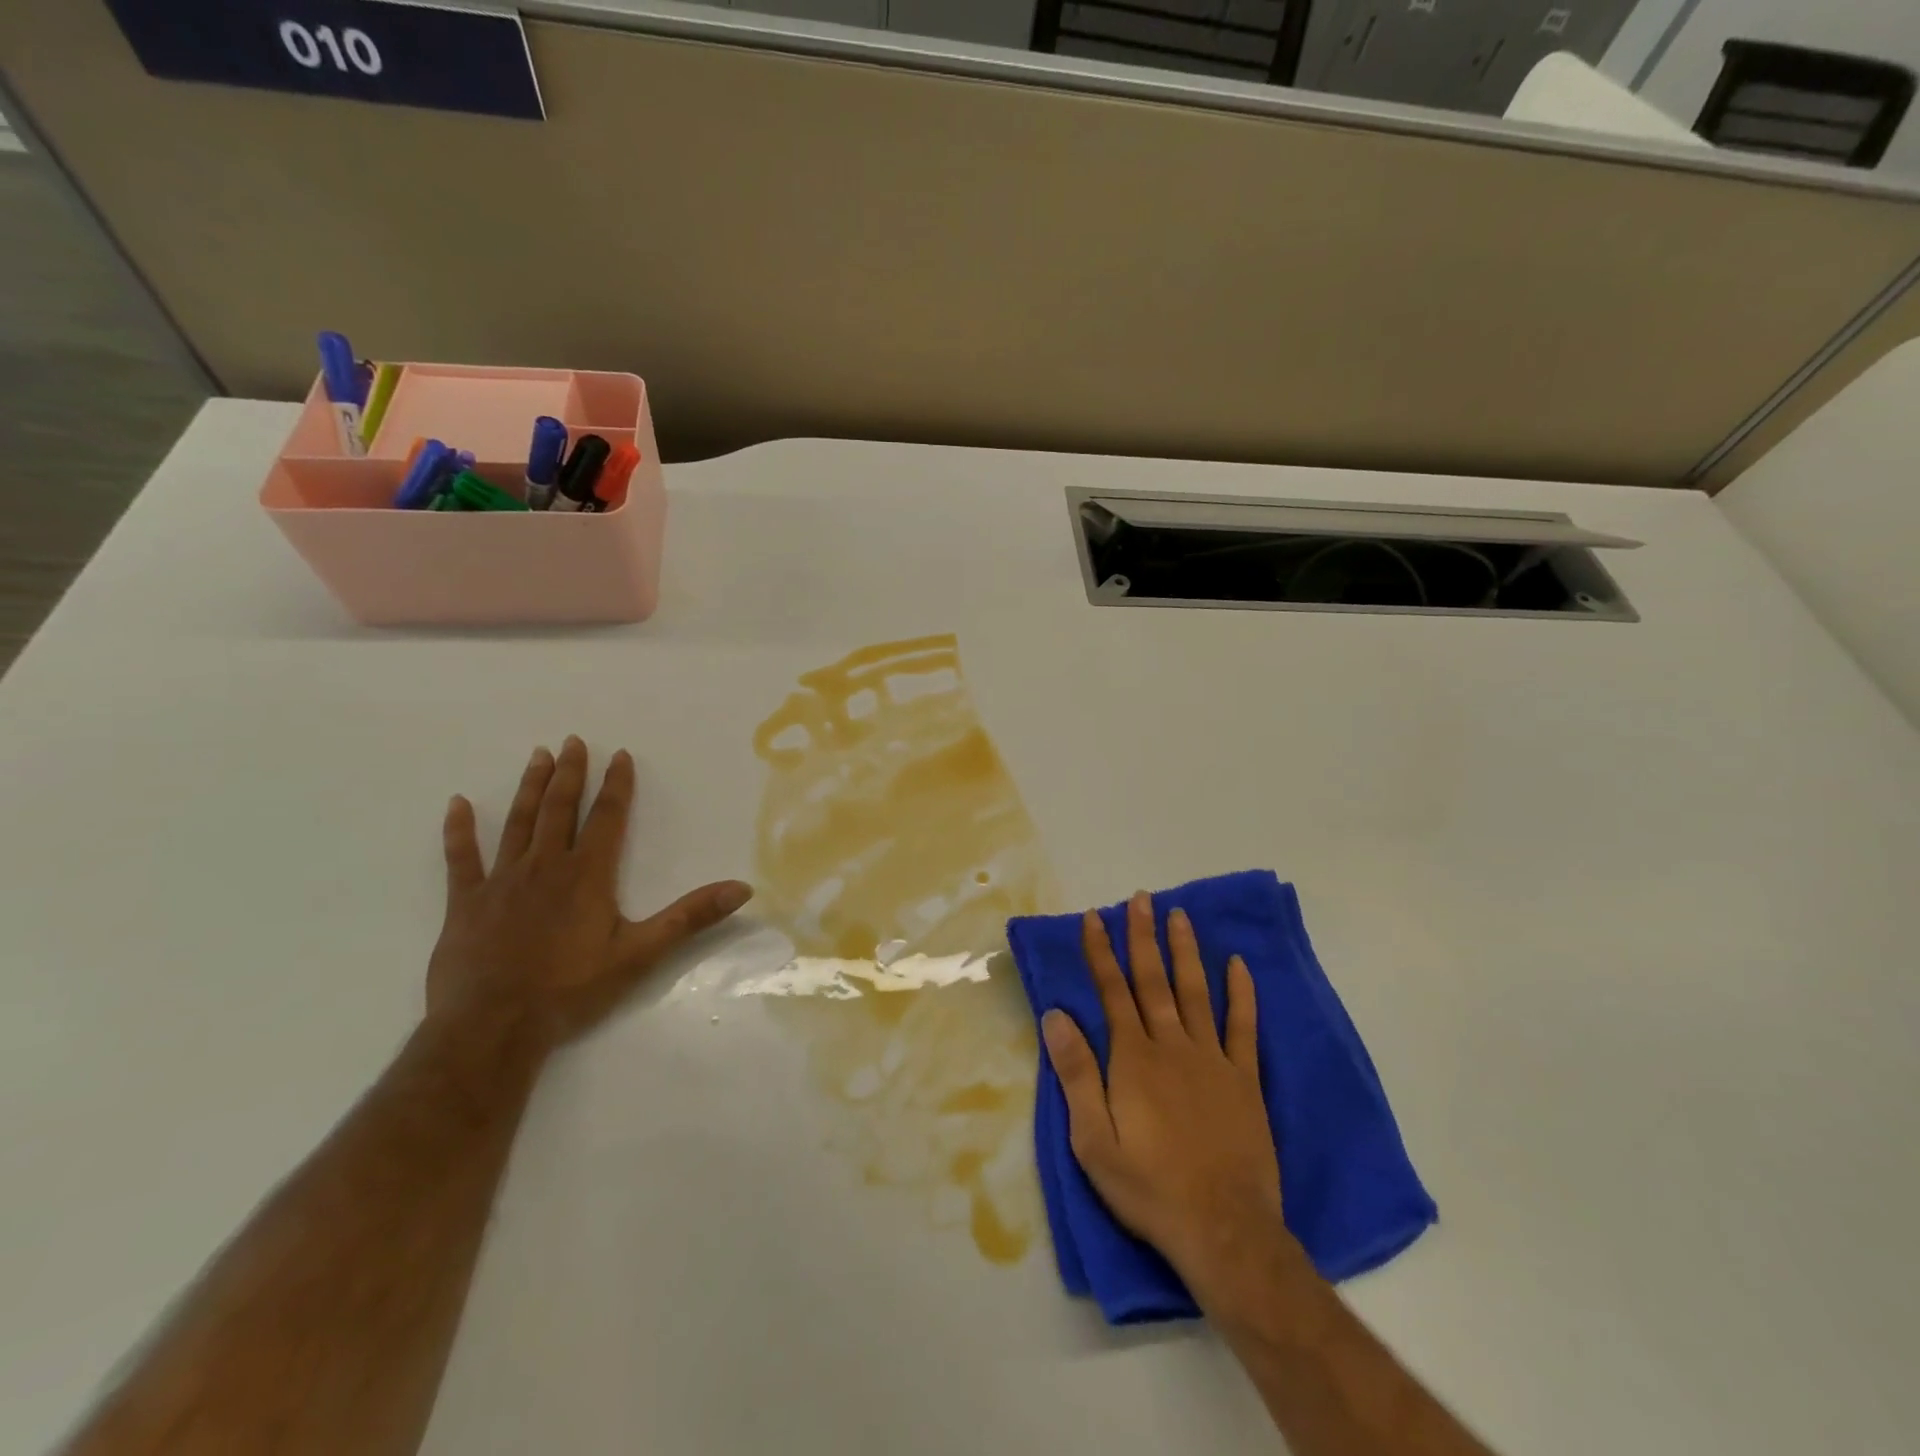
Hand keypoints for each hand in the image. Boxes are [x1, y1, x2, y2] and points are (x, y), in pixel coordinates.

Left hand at [427, 736, 752, 1050]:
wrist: (493, 1025)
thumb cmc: (571, 988)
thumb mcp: (641, 953)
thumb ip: (691, 917)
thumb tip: (742, 889)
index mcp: (588, 874)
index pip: (607, 818)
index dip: (616, 785)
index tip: (619, 754)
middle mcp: (545, 866)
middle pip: (561, 809)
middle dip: (570, 773)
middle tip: (572, 741)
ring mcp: (501, 881)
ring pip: (519, 822)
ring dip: (530, 788)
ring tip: (538, 755)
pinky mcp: (465, 902)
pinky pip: (460, 858)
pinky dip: (458, 830)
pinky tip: (457, 804)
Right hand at [1042, 892, 1295, 1301]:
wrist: (1223, 1230)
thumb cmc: (1149, 1187)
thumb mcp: (1093, 1141)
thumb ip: (1076, 1074)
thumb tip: (1056, 1016)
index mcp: (1133, 1059)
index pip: (1112, 991)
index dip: (1101, 952)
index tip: (1095, 917)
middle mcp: (1171, 1046)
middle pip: (1153, 980)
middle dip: (1143, 937)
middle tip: (1141, 898)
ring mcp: (1212, 1060)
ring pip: (1195, 992)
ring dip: (1185, 951)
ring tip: (1180, 915)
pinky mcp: (1244, 1080)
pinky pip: (1243, 1027)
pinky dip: (1241, 993)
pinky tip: (1238, 965)